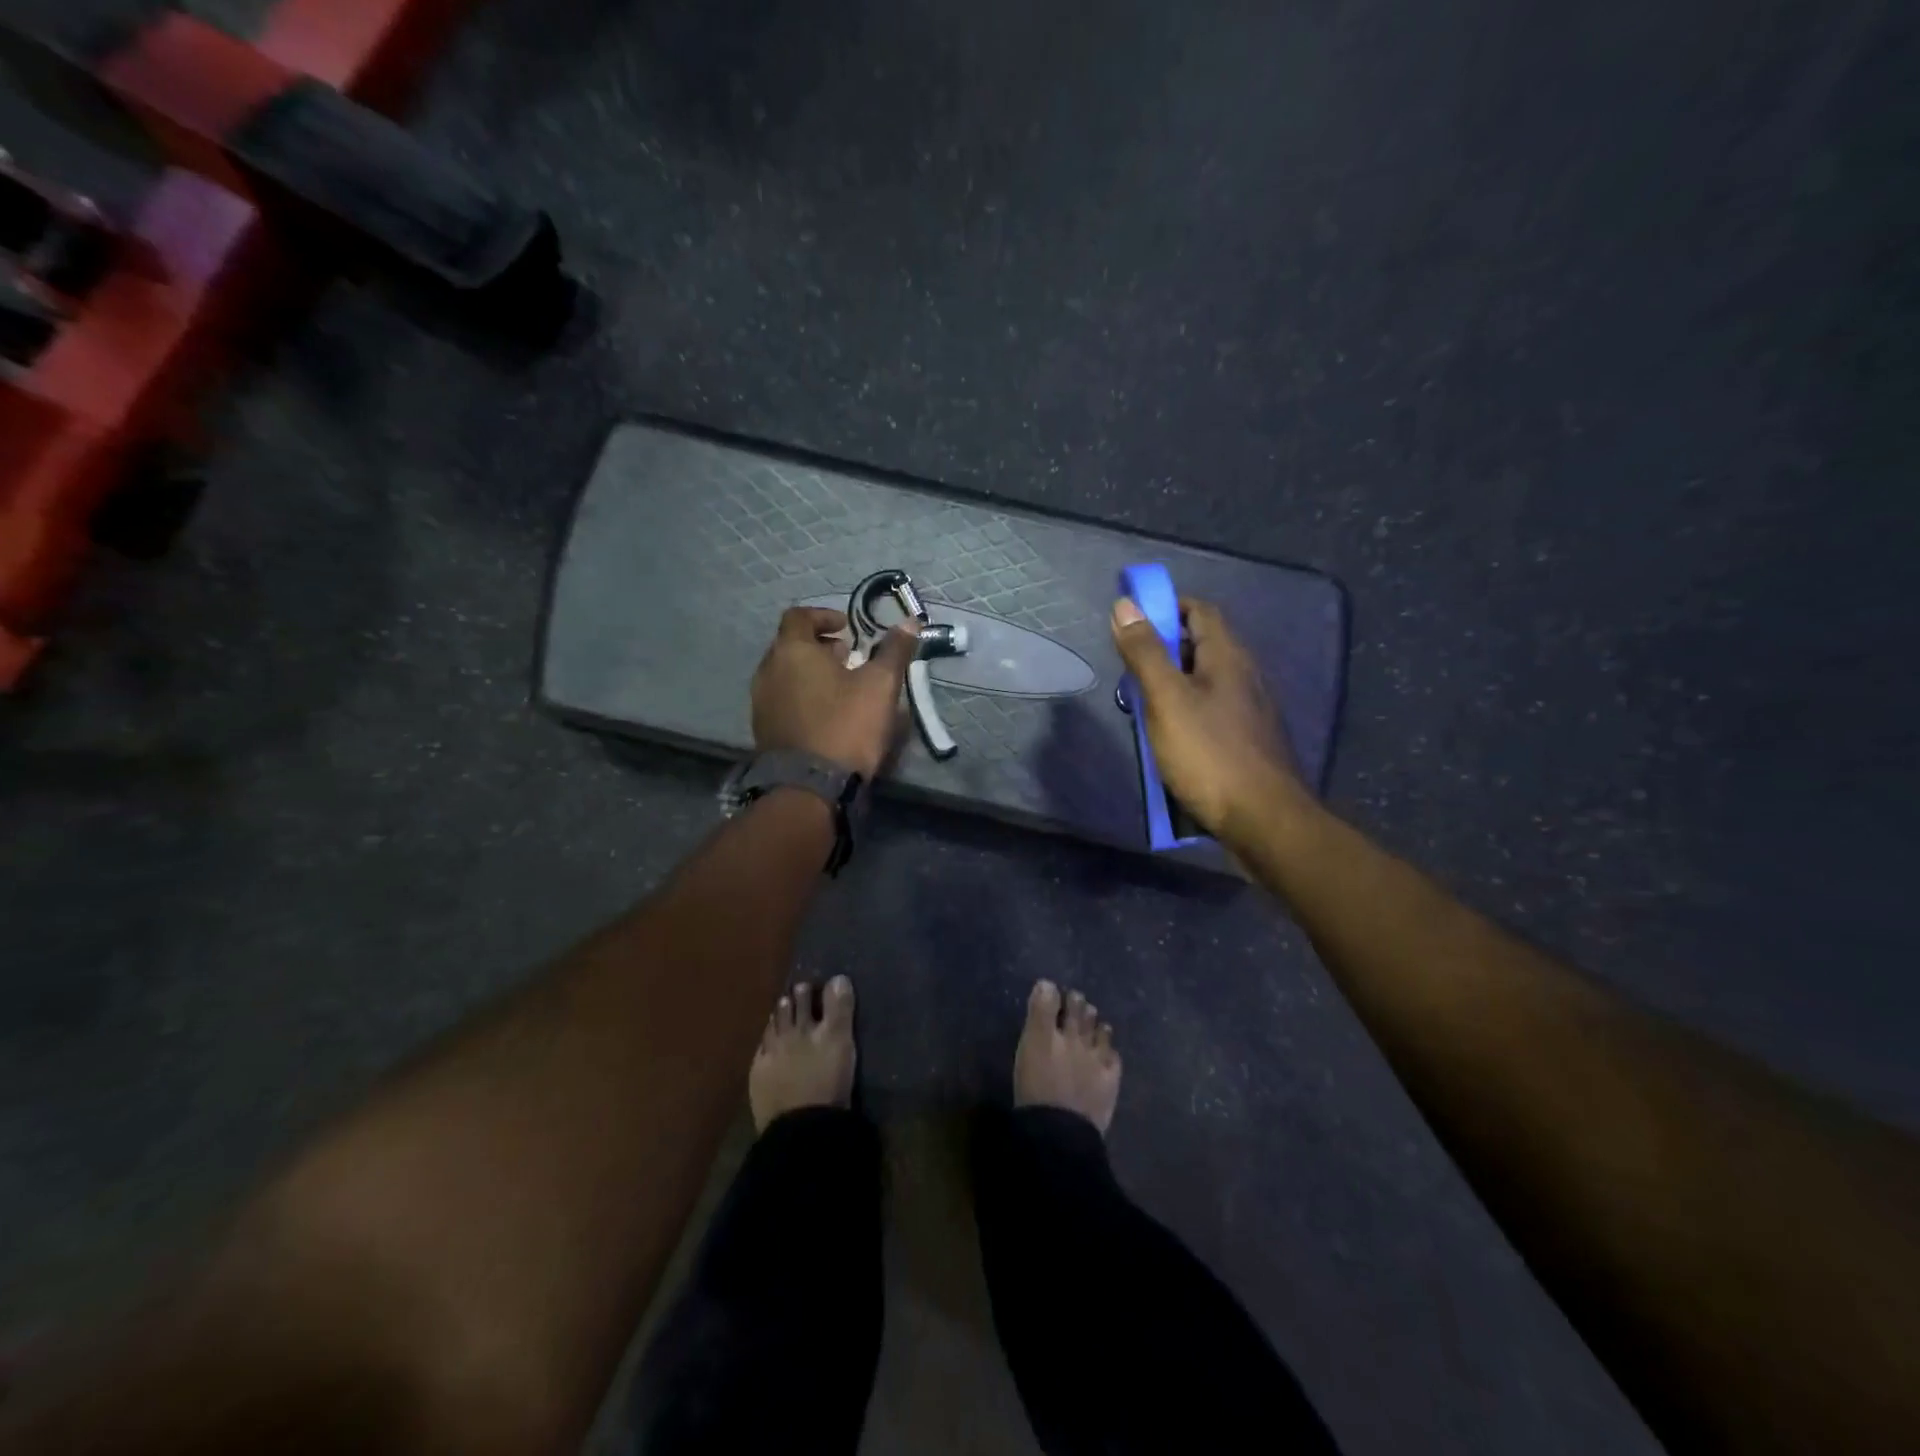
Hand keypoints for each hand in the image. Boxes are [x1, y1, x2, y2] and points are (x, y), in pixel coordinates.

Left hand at [751, 607, 919, 777]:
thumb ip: (894, 651)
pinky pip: (782, 699)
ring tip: (840, 687)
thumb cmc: (846, 725)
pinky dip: (801, 696)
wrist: (810, 786)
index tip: (848, 629)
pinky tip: (825, 714)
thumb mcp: (880, 685)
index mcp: (792, 651)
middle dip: (819, 646)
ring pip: (785, 674)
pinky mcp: (763, 729)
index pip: (799, 616)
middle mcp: (768, 670)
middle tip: (848, 658)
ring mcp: (761, 701)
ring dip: (810, 673)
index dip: (824, 616)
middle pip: (791, 645)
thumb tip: (911, 621)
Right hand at [1111, 596, 1300, 840]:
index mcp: (1228, 656)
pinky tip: (1170, 735)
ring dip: (1173, 682)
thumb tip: (1125, 605)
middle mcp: (1244, 675)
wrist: (1263, 819)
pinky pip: (1212, 709)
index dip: (1165, 607)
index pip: (1199, 610)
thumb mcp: (1166, 699)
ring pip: (1206, 679)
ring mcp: (1250, 709)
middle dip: (1164, 648)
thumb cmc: (1209, 754)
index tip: (1132, 622)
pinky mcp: (1248, 739)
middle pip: (1202, 644)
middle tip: (1130, 668)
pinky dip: (1186, 709)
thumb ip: (1145, 653)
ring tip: (1143, 704)